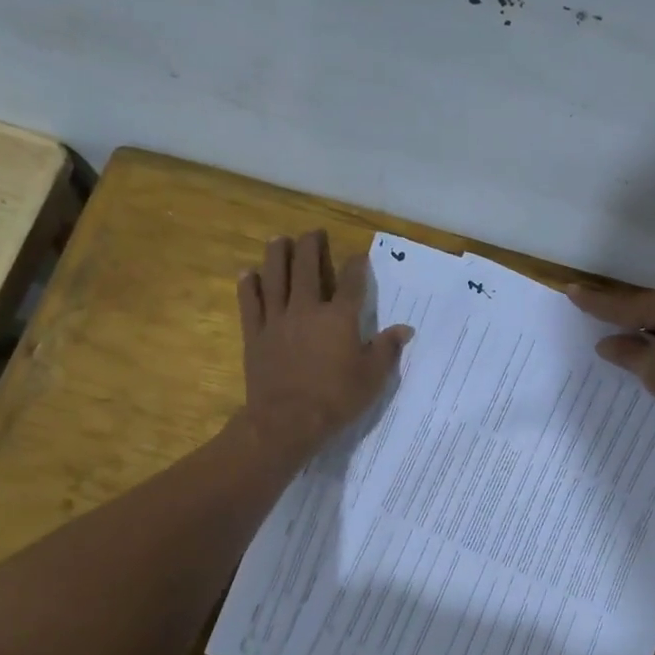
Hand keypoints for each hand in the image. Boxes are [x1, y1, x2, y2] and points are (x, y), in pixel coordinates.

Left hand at [237, 231, 410, 463]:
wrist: (287, 421)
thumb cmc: (336, 399)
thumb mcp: (373, 377)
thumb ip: (387, 349)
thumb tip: (405, 329)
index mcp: (340, 318)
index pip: (352, 283)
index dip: (356, 265)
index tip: (359, 255)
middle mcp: (307, 309)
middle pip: (307, 267)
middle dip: (311, 246)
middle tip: (313, 233)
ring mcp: (277, 320)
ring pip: (275, 277)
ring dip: (277, 255)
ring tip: (279, 240)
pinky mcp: (255, 335)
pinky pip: (249, 303)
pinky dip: (248, 285)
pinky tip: (248, 273)